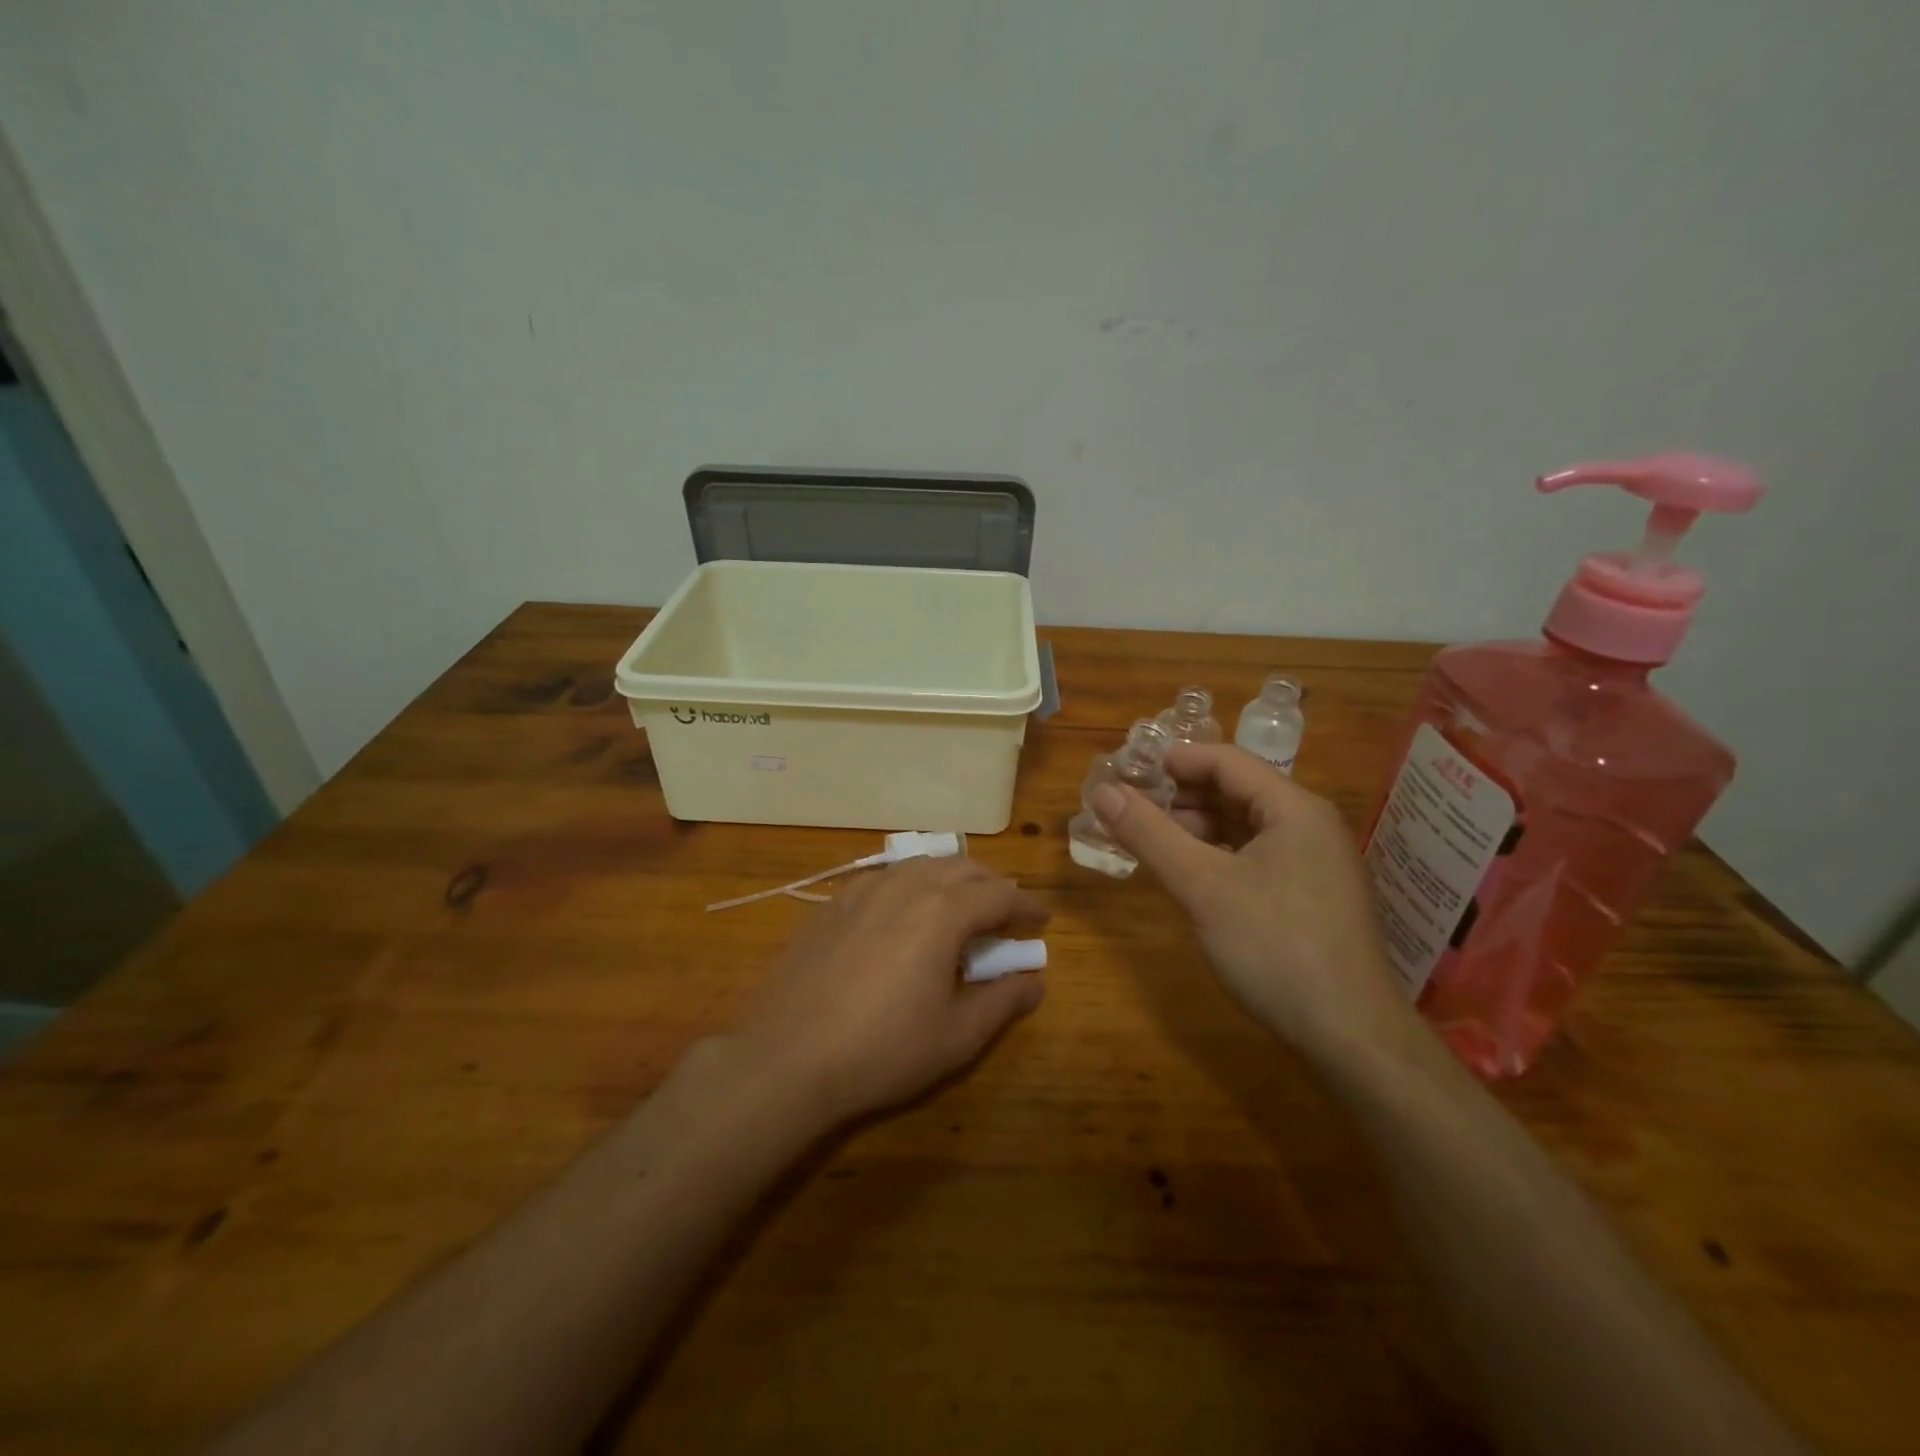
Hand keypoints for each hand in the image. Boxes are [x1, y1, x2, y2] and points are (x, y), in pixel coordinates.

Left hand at [728, 856, 1049, 1124]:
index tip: (1041, 920)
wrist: (786, 1058)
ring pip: (921, 864)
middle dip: (992, 885)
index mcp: (942, 912)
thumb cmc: (882, 1051)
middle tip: (1006, 912)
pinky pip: (885, 877)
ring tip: (961, 905)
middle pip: (962, 867)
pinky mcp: (832, 904)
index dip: (1026, 905)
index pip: (998, 893)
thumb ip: (1003, 1001)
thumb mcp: (956, 1036)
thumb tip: (1035, 980)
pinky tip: (905, 912)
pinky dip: (912, 884)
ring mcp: (863, 890)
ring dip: (951, 878)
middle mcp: (905, 886)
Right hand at [1091, 744, 1420, 1067]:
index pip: (1226, 761)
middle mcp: (1309, 824)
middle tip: (1129, 805)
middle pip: (1236, 790)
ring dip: (1196, 825)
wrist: (1350, 1034)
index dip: (1173, 760)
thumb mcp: (1202, 886)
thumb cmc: (1275, 947)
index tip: (1127, 770)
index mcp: (1293, 807)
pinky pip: (1255, 854)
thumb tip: (1102, 791)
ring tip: (1148, 837)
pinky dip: (1217, 853)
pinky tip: (1187, 870)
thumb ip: (1150, 834)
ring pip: (1244, 825)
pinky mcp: (1310, 894)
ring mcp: (1314, 861)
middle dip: (1180, 794)